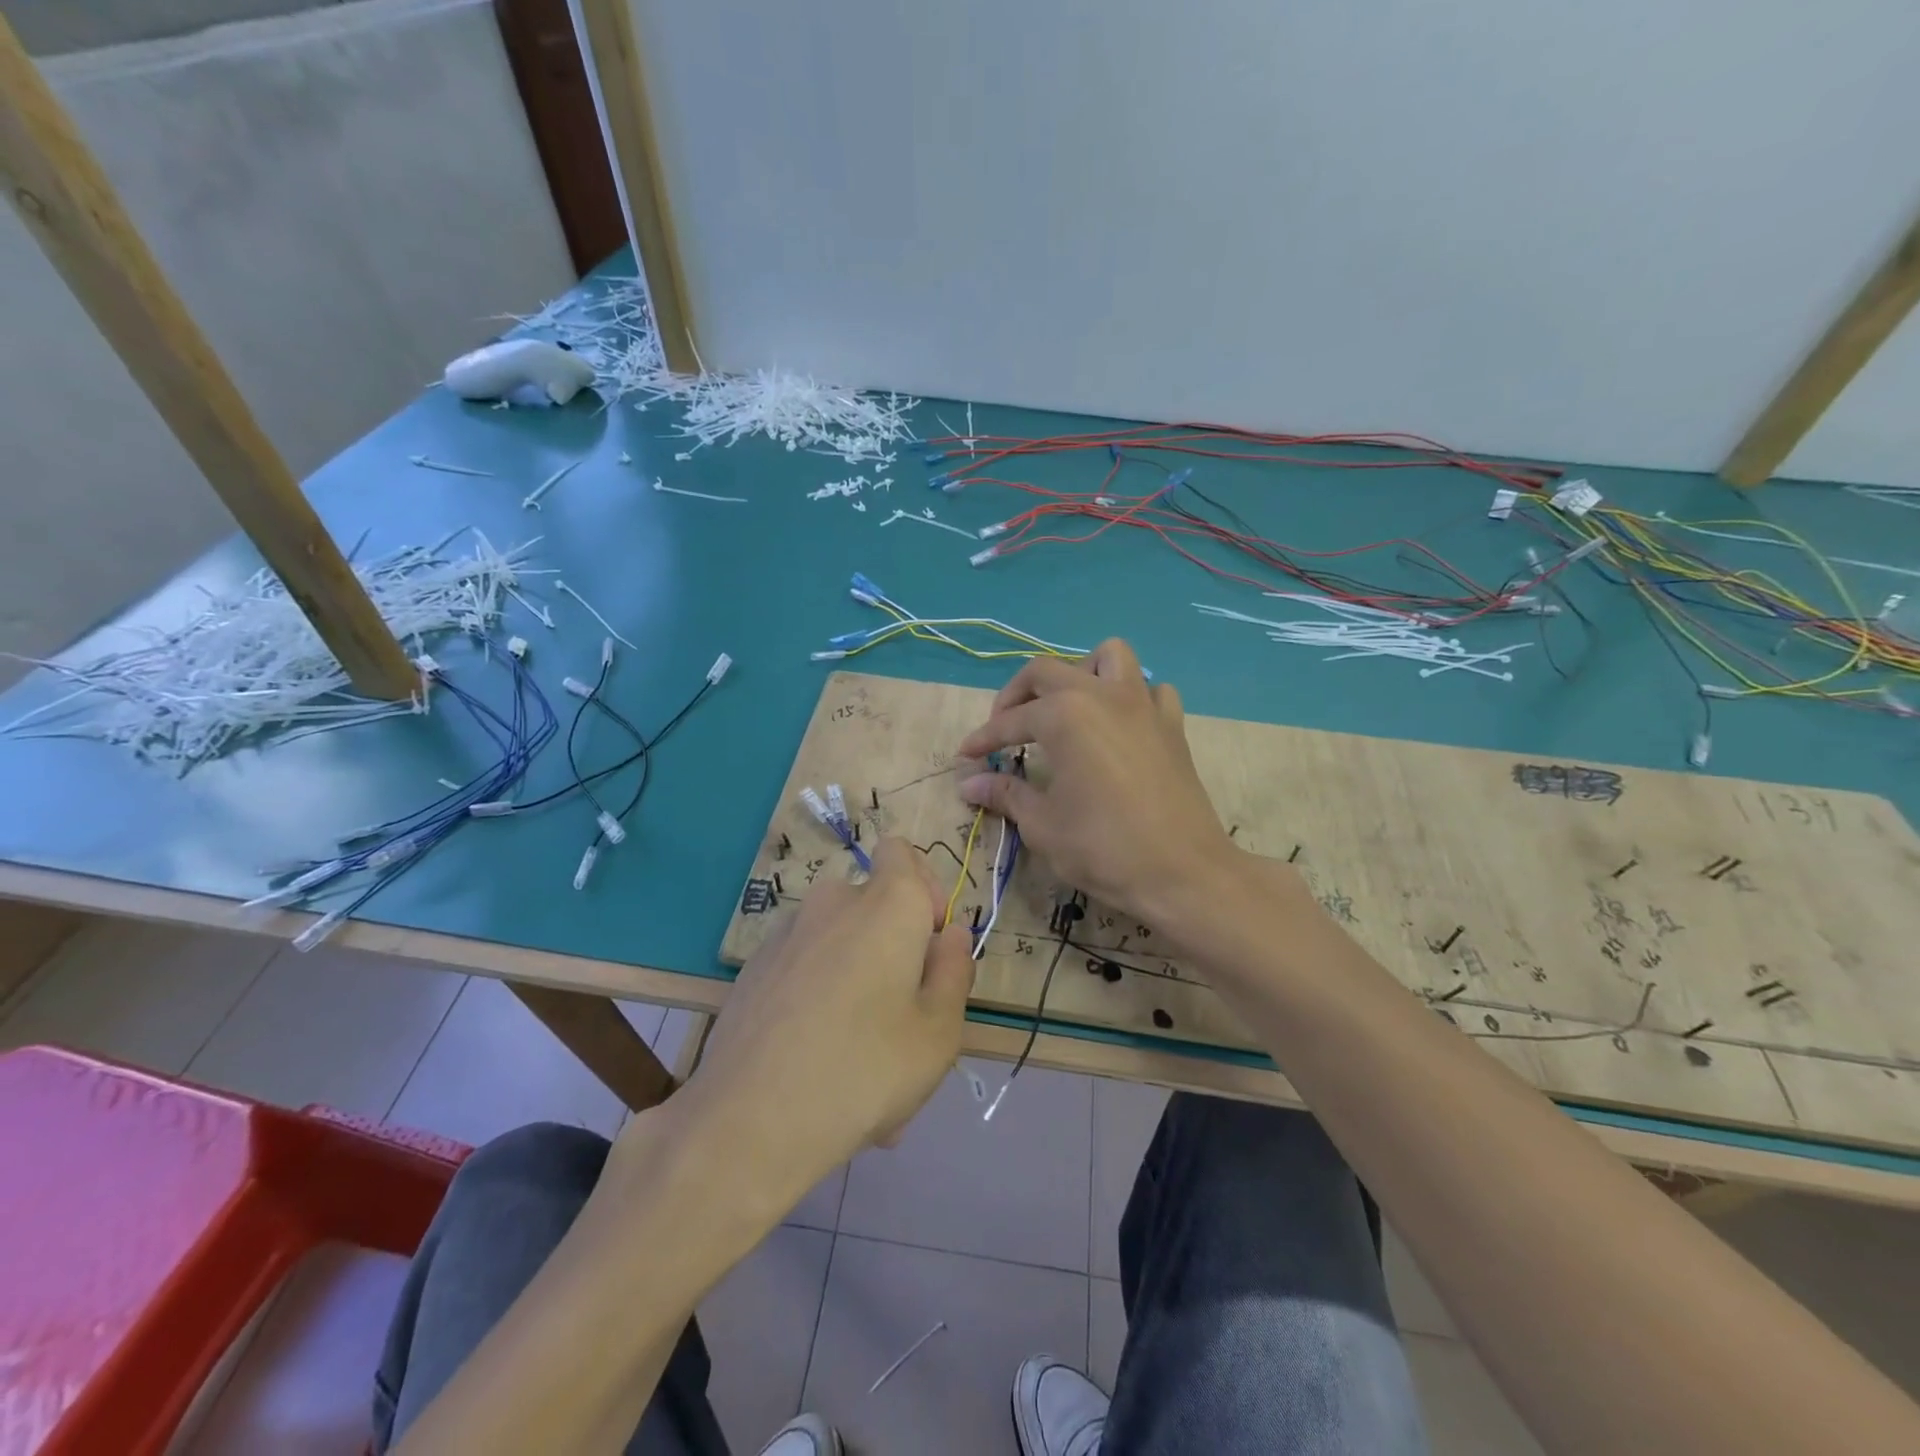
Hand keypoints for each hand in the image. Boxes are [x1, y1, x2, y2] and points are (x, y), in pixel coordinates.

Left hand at [677, 839, 973, 1188]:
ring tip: (859, 1063)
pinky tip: (816, 1068)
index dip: (922, 890)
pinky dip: (817, 1002)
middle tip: (902, 1024)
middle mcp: (833, 903)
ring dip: (857, 986)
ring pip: (839, 948)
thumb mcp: (939, 1031)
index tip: (929, 946)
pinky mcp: (753, 970)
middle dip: (894, 952)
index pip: (902, 852)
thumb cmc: (866, 1068)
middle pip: (874, 909)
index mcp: (886, 904)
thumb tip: (950, 935)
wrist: (748, 1121)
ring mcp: (786, 935)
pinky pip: (804, 973)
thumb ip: (954, 971)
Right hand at [956, 640, 1237, 928]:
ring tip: (1066, 709)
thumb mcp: (1042, 824)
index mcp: (1064, 715)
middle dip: (1017, 695)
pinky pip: (1151, 690)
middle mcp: (1102, 695)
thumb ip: (1006, 794)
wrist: (1182, 873)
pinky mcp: (1172, 724)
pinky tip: (1119, 726)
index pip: (1010, 720)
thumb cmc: (1103, 848)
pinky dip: (1131, 697)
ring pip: (1109, 658)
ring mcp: (1143, 705)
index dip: (983, 739)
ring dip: (1080, 673)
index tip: (965, 756)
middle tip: (1004, 729)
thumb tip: (969, 785)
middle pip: (1047, 671)